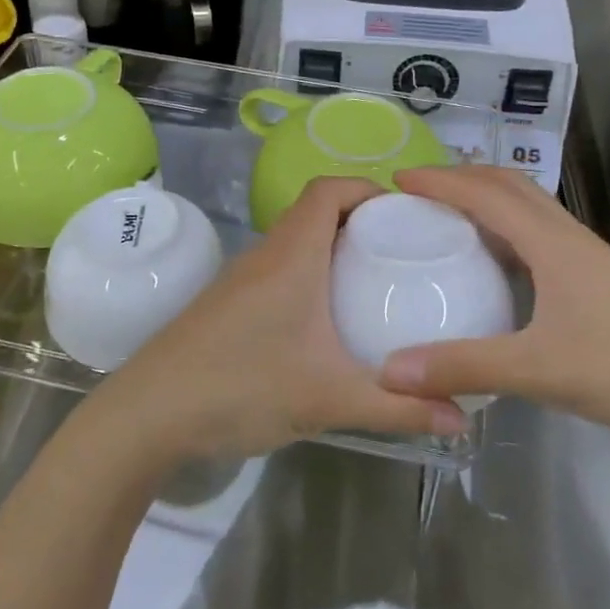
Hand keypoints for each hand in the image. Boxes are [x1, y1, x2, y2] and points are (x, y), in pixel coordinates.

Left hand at [89, 177, 467, 462]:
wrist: (148, 414)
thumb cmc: (242, 387)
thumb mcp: (328, 399)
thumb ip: (397, 408)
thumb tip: (461, 420)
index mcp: (292, 255)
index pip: (328, 189)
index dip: (367, 188)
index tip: (406, 214)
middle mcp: (265, 255)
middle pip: (315, 212)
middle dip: (360, 221)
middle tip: (403, 252)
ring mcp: (241, 279)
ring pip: (295, 242)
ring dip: (333, 250)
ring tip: (374, 282)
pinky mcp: (227, 304)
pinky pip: (279, 270)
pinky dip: (310, 276)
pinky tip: (326, 321)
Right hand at [378, 166, 609, 450]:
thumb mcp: (540, 371)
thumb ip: (464, 367)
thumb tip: (389, 371)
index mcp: (552, 243)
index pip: (486, 194)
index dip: (440, 182)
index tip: (395, 182)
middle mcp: (567, 238)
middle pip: (509, 185)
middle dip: (461, 178)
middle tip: (417, 195)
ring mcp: (585, 258)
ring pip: (527, 208)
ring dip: (485, 200)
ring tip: (444, 219)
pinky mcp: (594, 281)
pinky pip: (537, 236)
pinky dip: (504, 231)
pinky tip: (491, 265)